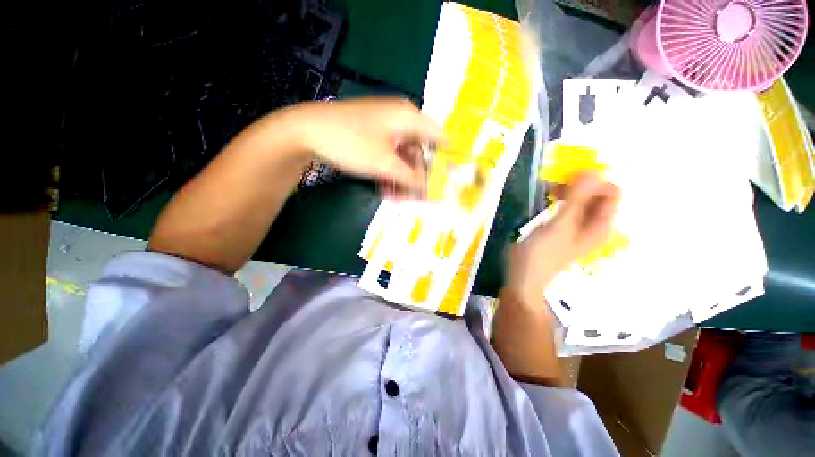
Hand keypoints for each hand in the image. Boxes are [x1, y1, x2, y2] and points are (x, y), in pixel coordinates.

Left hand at [290, 97, 443, 195]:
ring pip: (403, 156)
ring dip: (402, 177)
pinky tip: (386, 187)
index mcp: (409, 117)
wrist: (307, 132)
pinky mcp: (374, 136)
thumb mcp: (385, 164)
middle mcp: (401, 119)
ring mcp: (386, 127)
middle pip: (420, 151)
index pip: (438, 138)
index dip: (444, 160)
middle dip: (418, 176)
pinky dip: (390, 171)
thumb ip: (412, 178)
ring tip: (397, 197)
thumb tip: (430, 189)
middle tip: (416, 197)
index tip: (445, 181)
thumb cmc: (352, 143)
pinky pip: (390, 155)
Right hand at [504, 172, 619, 306]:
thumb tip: (593, 171)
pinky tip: (543, 204)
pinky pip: (566, 208)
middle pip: (595, 195)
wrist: (523, 278)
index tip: (567, 182)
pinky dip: (557, 202)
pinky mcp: (561, 229)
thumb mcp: (560, 226)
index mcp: (600, 225)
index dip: (592, 182)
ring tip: (545, 195)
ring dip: (566, 193)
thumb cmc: (541, 254)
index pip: (611, 192)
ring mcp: (576, 227)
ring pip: (579, 201)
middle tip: (553, 189)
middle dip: (577, 186)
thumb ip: (577, 200)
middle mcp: (592, 225)